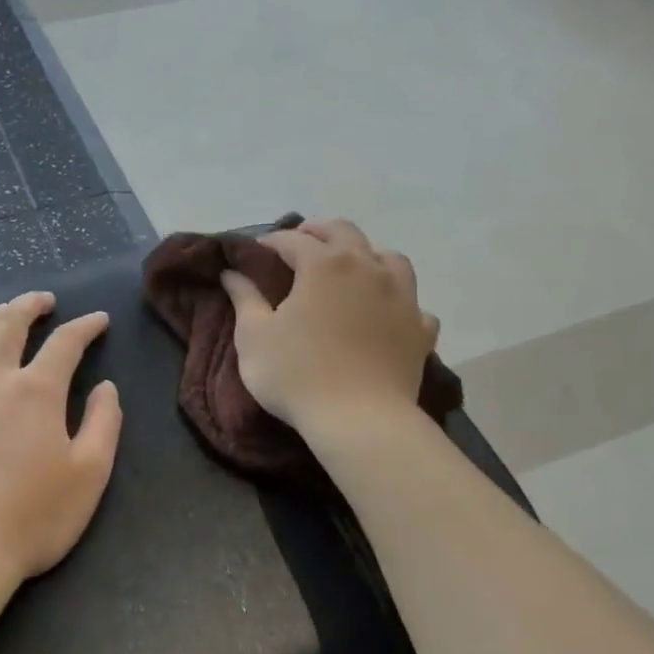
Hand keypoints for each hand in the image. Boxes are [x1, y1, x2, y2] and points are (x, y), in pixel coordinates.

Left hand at [0, 291, 121, 600]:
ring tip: (1, 312)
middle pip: (8, 325)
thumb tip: (106, 387)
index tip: (98, 320)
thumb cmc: (33, 516)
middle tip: (43, 300)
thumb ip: (104, 423)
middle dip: (29, 306)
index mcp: (36, 391)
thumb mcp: (90, 474)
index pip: (65, 343)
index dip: (85, 327)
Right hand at [221, 219, 439, 432]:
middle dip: (319, 232)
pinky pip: (412, 302)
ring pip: (389, 257)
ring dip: (366, 255)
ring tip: (351, 268)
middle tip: (300, 243)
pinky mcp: (421, 329)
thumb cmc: (298, 375)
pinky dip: (396, 300)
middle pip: (345, 232)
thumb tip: (232, 272)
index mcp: (324, 264)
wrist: (360, 421)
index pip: (293, 240)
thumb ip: (244, 298)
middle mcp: (367, 268)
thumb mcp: (254, 336)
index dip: (271, 241)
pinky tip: (387, 312)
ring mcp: (402, 296)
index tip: (256, 250)